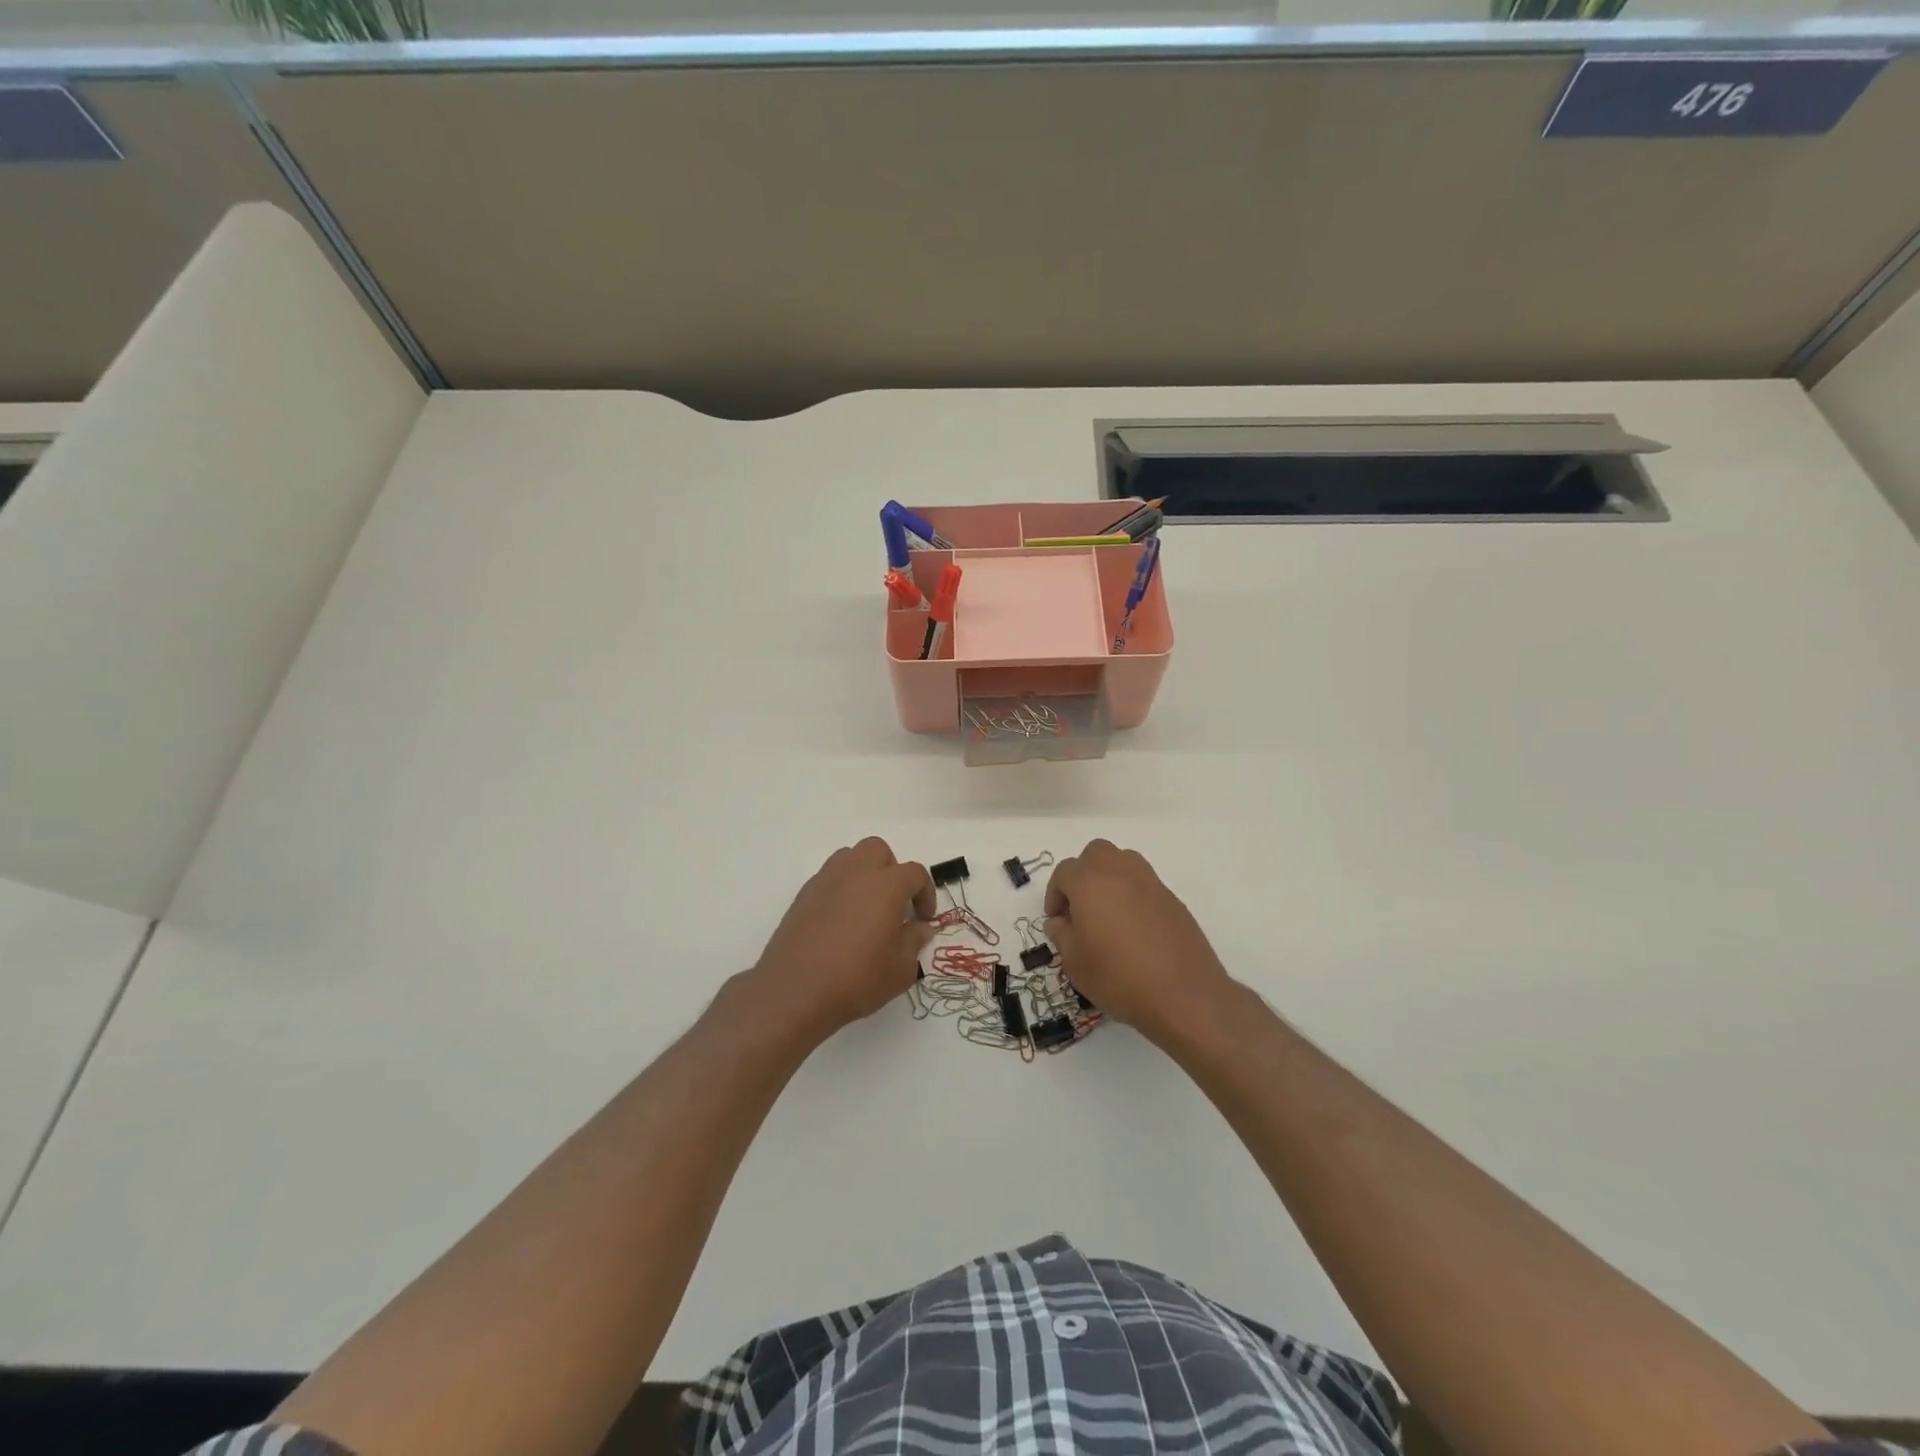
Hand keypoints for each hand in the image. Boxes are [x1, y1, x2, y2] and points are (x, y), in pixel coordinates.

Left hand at [751, 838, 935, 1041]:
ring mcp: (826, 880)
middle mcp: (856, 872)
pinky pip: (829, 878)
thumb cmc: (856, 979)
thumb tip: (920, 928)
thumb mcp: (900, 969)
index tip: (924, 919)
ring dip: (864, 874)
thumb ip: (914, 942)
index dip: (925, 893)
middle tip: (895, 904)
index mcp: (886, 885)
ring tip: (867, 907)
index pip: (915, 873)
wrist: (794, 990)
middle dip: (892, 871)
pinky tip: (841, 920)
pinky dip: (841, 889)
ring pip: (850, 857)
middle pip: (878, 850)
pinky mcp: (803, 895)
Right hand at [1044, 839, 1234, 1043]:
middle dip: (1082, 874)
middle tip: (1080, 908)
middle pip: (1095, 854)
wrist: (1183, 994)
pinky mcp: (1172, 899)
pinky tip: (1134, 929)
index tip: (1056, 920)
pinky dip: (1133, 895)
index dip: (1054, 894)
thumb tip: (1060, 921)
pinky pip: (1144, 884)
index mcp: (1089, 881)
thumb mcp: (1074, 962)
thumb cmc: (1117, 976)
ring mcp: (1150, 883)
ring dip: (1109, 879)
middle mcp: (1120, 872)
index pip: (1063, 872)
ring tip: (1107, 914)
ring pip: (1123, 862)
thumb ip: (1061, 934)